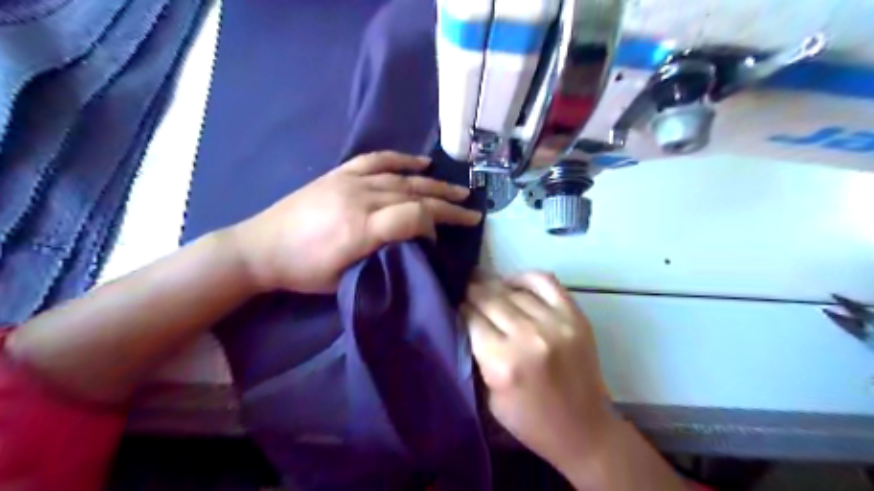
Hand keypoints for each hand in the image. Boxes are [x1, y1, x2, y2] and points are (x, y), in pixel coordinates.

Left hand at [229, 152, 480, 292]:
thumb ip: (381, 260)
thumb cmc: (302, 272)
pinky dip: (402, 159)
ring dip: (434, 183)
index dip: (435, 226)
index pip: (415, 216)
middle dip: (448, 203)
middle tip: (472, 209)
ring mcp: (349, 181)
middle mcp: (360, 197)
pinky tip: (422, 163)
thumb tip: (411, 246)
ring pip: (403, 177)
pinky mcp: (340, 173)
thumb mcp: (344, 280)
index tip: (439, 241)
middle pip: (415, 195)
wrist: (259, 248)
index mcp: (361, 228)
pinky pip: (377, 160)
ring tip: (458, 189)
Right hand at [460, 272, 609, 472]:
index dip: (461, 309)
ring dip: (495, 286)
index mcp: (502, 363)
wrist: (584, 430)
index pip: (471, 318)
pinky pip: (545, 281)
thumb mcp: (489, 397)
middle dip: (473, 292)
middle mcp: (528, 337)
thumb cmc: (530, 421)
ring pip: (513, 290)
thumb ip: (477, 356)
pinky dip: (525, 278)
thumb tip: (467, 319)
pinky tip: (514, 283)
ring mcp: (555, 323)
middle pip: (489, 299)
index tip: (456, 305)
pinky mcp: (575, 316)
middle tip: (465, 287)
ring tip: (486, 285)